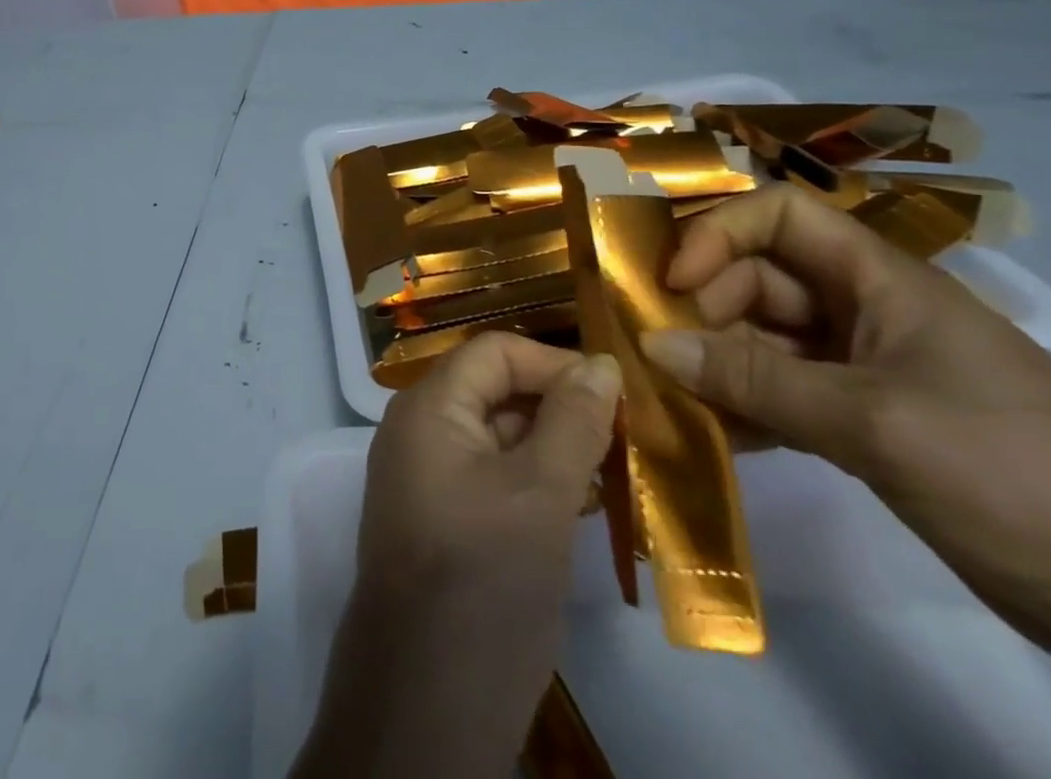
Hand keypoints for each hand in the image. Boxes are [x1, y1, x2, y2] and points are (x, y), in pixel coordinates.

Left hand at [361, 333, 621, 601]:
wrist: (426, 698)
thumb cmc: (484, 578)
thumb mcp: (539, 494)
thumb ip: (572, 423)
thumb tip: (601, 363)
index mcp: (430, 407)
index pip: (495, 353)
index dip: (555, 363)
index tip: (617, 395)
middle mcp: (421, 429)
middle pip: (495, 389)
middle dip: (560, 405)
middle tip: (629, 438)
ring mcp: (429, 476)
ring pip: (499, 436)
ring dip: (556, 446)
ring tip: (619, 472)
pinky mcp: (445, 519)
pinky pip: (494, 477)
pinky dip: (539, 482)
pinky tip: (587, 507)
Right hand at [640, 184, 1050, 770]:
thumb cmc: (1012, 474)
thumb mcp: (873, 422)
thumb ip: (755, 380)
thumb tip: (652, 344)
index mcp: (882, 282)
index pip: (780, 216)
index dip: (718, 234)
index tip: (674, 282)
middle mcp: (868, 312)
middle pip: (761, 279)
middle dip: (705, 307)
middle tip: (660, 353)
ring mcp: (869, 371)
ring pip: (766, 340)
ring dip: (716, 362)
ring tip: (669, 396)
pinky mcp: (870, 425)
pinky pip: (784, 394)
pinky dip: (744, 407)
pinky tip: (710, 435)